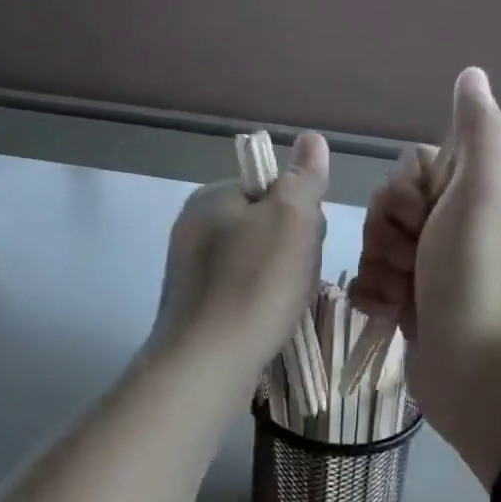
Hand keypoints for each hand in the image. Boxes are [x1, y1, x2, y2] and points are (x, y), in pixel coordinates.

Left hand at [152, 133, 330, 384]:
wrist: (207, 362)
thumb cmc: (255, 283)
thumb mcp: (292, 218)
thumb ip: (304, 177)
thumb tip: (311, 139)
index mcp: (212, 196)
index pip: (272, 188)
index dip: (301, 212)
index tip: (309, 241)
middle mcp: (193, 227)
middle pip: (264, 225)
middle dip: (291, 248)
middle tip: (299, 277)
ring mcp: (189, 270)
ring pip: (255, 261)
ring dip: (279, 278)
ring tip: (286, 304)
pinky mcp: (193, 307)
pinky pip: (240, 292)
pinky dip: (259, 303)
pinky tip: (267, 322)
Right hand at [350, 69, 500, 469]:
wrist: (477, 374)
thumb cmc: (477, 278)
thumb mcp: (483, 194)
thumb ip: (478, 133)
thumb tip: (472, 74)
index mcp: (475, 198)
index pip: (413, 169)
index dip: (407, 191)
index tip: (425, 215)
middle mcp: (453, 230)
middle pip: (387, 207)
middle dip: (390, 234)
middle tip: (418, 260)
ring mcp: (431, 271)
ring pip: (374, 245)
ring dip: (381, 268)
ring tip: (408, 294)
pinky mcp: (411, 306)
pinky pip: (370, 282)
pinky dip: (375, 296)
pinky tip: (391, 312)